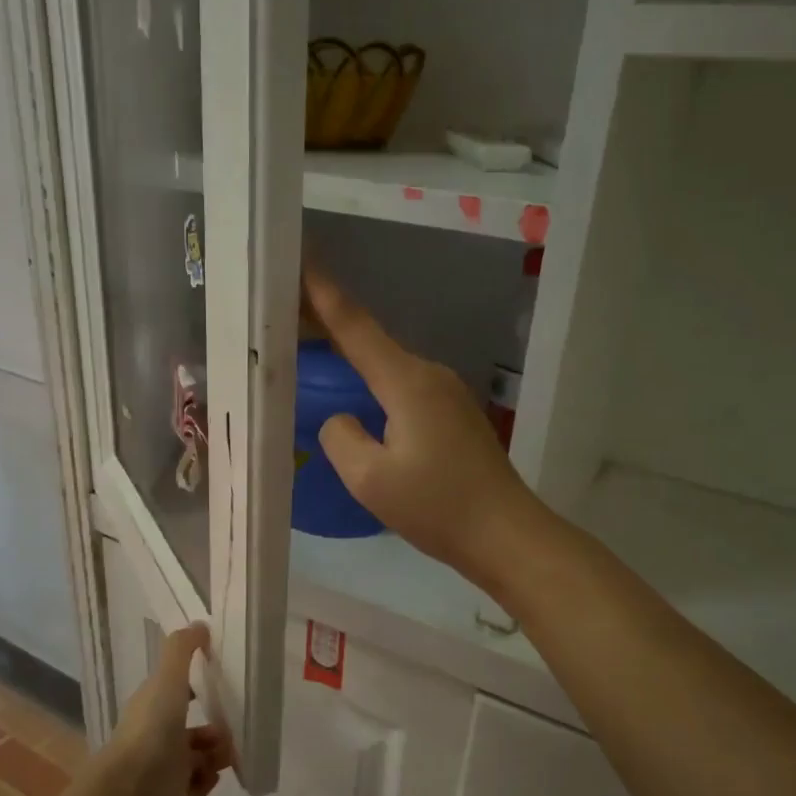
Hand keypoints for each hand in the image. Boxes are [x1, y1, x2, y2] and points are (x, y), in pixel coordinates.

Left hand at [105, 624, 233, 795]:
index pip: (175, 691)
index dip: (196, 686)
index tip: (221, 685)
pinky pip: (198, 784)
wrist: (136, 793)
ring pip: (199, 756)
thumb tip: (200, 625)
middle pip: (191, 727)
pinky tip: (210, 776)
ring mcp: (163, 768)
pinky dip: (207, 779)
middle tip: (229, 729)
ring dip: (216, 753)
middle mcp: (155, 736)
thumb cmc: (153, 730)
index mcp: (151, 707)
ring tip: (225, 755)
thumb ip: (181, 651)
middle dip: (215, 728)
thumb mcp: (167, 680)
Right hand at [303, 268, 542, 589]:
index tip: (300, 261)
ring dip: (352, 359)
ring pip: (388, 367)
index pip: (355, 327)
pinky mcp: (454, 415)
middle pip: (371, 341)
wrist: (507, 535)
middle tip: (288, 316)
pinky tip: (359, 401)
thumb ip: (341, 438)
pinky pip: (403, 389)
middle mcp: (429, 375)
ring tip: (314, 358)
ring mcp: (447, 394)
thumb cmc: (437, 507)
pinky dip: (374, 385)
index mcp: (407, 382)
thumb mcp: (370, 480)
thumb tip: (342, 420)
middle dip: (330, 326)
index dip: (323, 295)